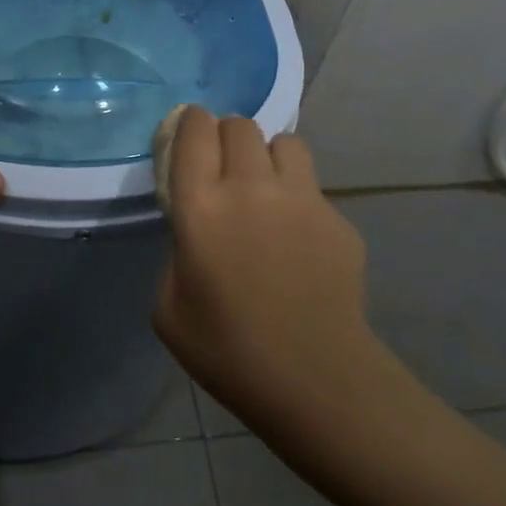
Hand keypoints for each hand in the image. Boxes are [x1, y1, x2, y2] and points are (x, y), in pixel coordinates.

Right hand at [153, 108, 374, 429]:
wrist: (316, 381)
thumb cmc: (228, 352)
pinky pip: (312, 186)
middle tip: (223, 171)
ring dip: (266, 156)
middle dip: (225, 137)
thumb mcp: (168, 307)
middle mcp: (250, 187)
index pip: (194, 129)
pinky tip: (298, 239)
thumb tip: (197, 231)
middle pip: (238, 125)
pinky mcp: (337, 217)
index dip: (189, 124)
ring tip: (265, 190)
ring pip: (283, 141)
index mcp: (202, 206)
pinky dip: (298, 197)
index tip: (187, 140)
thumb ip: (177, 251)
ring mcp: (301, 198)